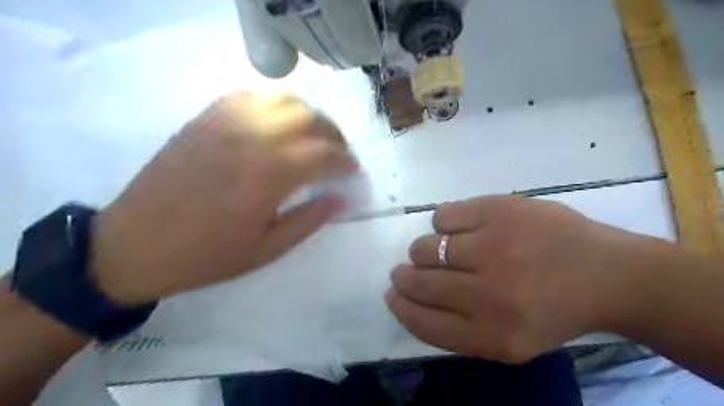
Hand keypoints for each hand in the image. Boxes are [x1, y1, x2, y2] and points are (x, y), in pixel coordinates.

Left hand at [92, 89, 356, 304]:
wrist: (133, 246)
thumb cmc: (206, 255)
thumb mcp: (266, 250)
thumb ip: (308, 220)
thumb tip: (341, 198)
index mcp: (267, 176)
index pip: (323, 153)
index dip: (344, 160)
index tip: (353, 169)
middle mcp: (250, 140)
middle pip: (308, 118)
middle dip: (333, 133)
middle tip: (339, 152)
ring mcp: (225, 124)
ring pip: (282, 99)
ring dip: (308, 114)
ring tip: (314, 134)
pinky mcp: (205, 120)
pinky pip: (249, 96)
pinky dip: (275, 103)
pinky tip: (279, 122)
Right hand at [383, 194, 672, 363]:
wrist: (608, 274)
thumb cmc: (553, 311)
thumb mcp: (507, 341)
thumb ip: (456, 327)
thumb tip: (408, 296)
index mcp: (492, 335)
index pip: (423, 322)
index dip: (401, 307)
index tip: (392, 294)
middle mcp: (489, 293)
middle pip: (421, 282)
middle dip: (405, 277)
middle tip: (405, 271)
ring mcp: (494, 246)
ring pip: (427, 246)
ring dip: (423, 250)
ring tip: (438, 250)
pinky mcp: (499, 210)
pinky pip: (443, 215)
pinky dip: (442, 223)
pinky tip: (458, 228)